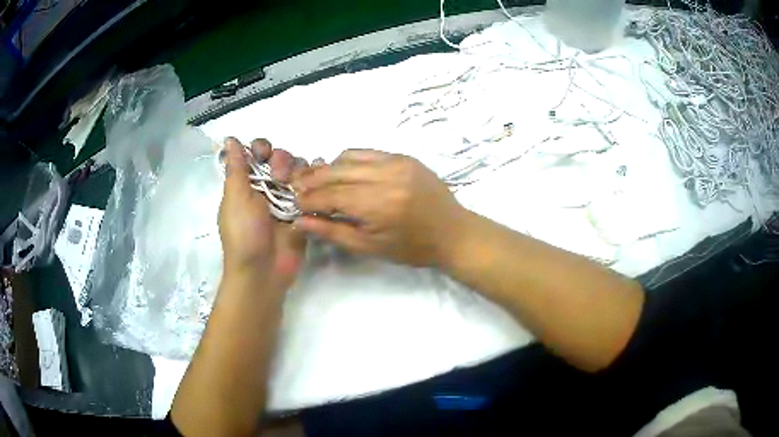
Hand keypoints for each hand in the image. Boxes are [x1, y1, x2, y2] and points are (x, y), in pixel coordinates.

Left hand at [219, 138, 306, 289]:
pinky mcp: (304, 212)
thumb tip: (229, 139)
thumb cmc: (244, 233)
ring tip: (299, 185)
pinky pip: (314, 189)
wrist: (263, 271)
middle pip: (280, 158)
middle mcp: (266, 187)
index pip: (256, 153)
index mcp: (246, 183)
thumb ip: (236, 167)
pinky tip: (321, 177)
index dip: (261, 148)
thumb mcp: (235, 198)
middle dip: (282, 160)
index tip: (264, 154)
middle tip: (280, 177)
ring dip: (300, 170)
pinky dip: (317, 180)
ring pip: (298, 171)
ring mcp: (286, 200)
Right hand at [292, 150, 466, 266]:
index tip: (294, 204)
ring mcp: (397, 162)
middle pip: (336, 172)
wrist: (453, 233)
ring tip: (316, 180)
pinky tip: (342, 171)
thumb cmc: (413, 249)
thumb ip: (333, 232)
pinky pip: (367, 152)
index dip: (308, 199)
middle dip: (312, 181)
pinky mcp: (404, 156)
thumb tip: (300, 221)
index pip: (330, 195)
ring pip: (348, 157)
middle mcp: (386, 176)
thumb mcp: (370, 247)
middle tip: (297, 189)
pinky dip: (349, 160)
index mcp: (378, 204)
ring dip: (328, 168)